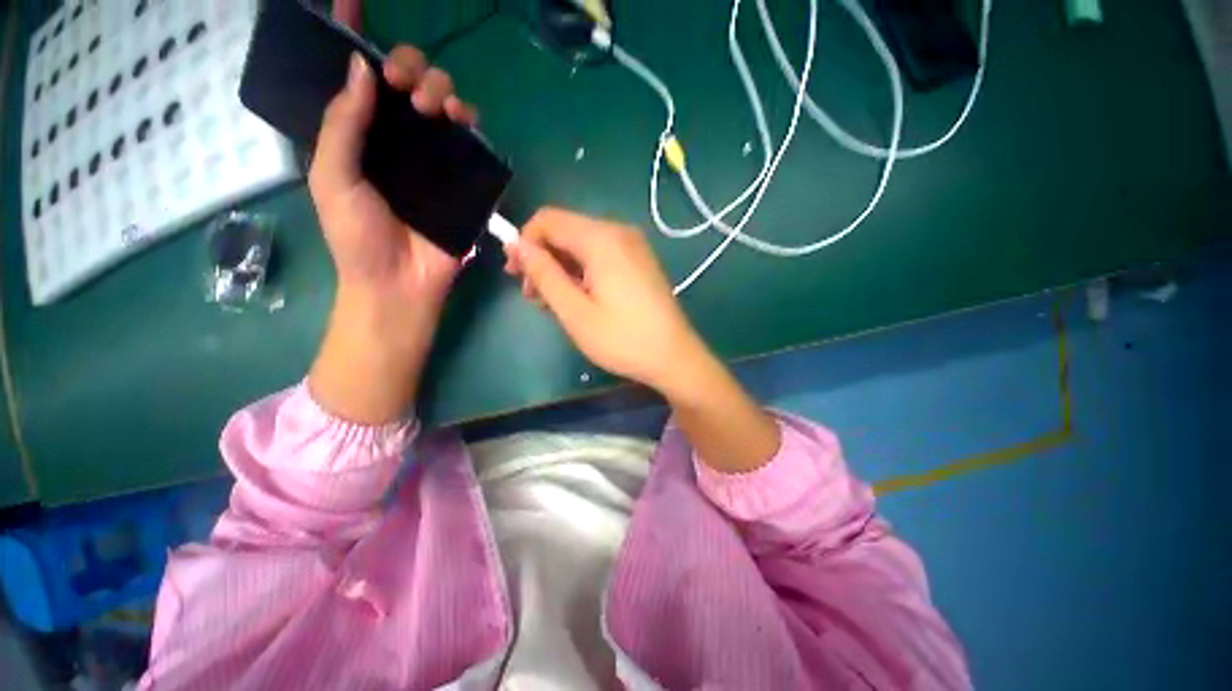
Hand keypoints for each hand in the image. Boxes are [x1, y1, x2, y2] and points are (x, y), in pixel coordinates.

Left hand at [307, 46, 477, 423]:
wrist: (400, 282)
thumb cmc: (358, 236)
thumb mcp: (333, 179)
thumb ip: (341, 125)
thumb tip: (361, 69)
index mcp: (359, 134)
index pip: (356, 75)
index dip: (350, 34)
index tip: (348, 0)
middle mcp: (396, 137)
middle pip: (405, 79)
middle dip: (406, 65)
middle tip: (400, 83)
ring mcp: (432, 157)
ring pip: (441, 102)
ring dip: (439, 88)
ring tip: (431, 106)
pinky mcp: (462, 178)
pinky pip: (469, 139)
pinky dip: (468, 120)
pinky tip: (463, 119)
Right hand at [505, 208, 711, 395]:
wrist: (674, 357)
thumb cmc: (623, 339)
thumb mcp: (575, 312)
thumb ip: (544, 274)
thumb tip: (518, 246)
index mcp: (602, 239)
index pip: (548, 220)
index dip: (524, 243)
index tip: (516, 275)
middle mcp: (619, 233)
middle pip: (565, 231)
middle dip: (543, 259)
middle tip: (535, 297)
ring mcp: (633, 247)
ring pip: (581, 245)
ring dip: (561, 269)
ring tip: (555, 304)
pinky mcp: (639, 262)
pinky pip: (600, 256)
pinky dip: (582, 272)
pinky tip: (579, 299)